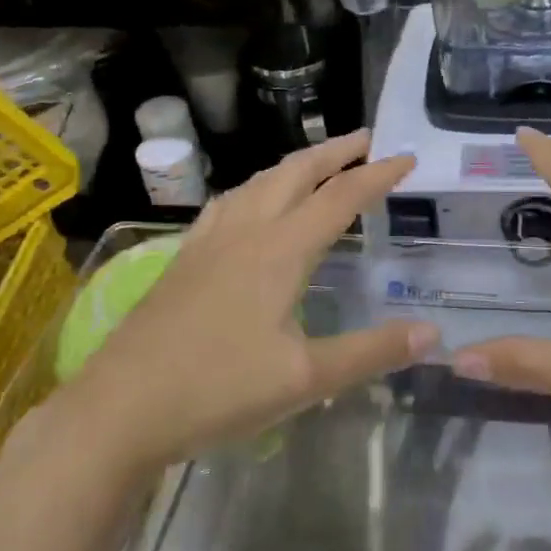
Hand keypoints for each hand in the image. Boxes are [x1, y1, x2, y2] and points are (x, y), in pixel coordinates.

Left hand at [69, 131, 438, 470]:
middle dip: (335, 151)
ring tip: (318, 162)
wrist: (118, 411)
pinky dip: (257, 187)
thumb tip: (433, 333)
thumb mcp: (306, 379)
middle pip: (295, 173)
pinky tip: (251, 202)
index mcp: (279, 251)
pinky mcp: (183, 259)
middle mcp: (245, 232)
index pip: (340, 198)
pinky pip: (229, 203)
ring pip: (258, 182)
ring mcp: (208, 242)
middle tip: (367, 139)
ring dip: (295, 165)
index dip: (377, 175)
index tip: (408, 157)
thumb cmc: (217, 391)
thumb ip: (372, 352)